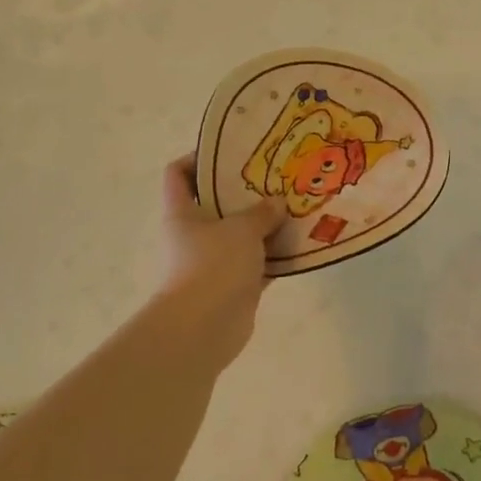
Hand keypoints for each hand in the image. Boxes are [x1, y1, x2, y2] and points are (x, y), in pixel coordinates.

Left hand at [157, 154, 282, 359]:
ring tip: (297, 206)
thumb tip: (277, 202)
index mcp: (183, 213)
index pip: (178, 174)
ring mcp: (214, 261)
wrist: (203, 329)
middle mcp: (195, 235)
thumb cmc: (213, 266)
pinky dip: (278, 255)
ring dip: (267, 224)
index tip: (231, 151)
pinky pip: (260, 262)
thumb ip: (261, 212)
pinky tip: (303, 243)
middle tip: (277, 177)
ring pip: (242, 234)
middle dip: (246, 191)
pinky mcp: (235, 285)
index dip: (198, 157)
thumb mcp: (241, 229)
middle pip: (217, 202)